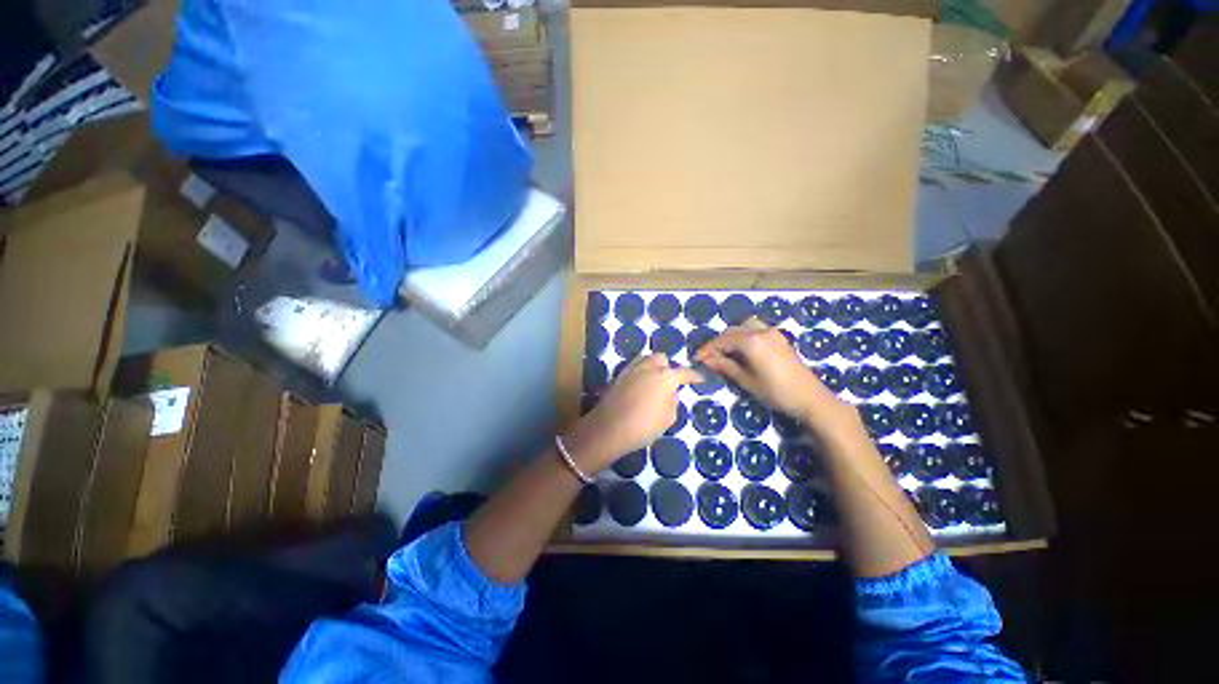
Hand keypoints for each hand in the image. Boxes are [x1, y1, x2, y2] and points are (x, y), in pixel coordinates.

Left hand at [563, 354, 701, 473]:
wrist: (609, 428)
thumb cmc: (643, 426)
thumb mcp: (667, 418)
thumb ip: (672, 402)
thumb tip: (670, 393)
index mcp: (666, 377)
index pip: (685, 372)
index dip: (694, 375)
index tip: (699, 378)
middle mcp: (649, 367)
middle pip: (662, 359)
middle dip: (669, 367)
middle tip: (670, 383)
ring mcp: (632, 369)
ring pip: (646, 359)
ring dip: (654, 367)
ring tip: (655, 382)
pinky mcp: (619, 375)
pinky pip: (634, 367)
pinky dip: (641, 372)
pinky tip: (640, 385)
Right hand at [694, 321, 854, 433]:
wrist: (811, 398)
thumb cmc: (776, 392)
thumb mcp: (747, 381)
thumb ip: (725, 366)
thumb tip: (707, 360)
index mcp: (752, 341)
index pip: (722, 340)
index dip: (708, 349)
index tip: (696, 358)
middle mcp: (761, 331)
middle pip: (732, 332)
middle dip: (718, 343)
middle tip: (708, 358)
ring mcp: (772, 333)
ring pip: (743, 329)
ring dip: (730, 339)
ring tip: (722, 355)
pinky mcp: (779, 338)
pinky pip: (754, 332)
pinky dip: (743, 338)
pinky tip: (740, 352)